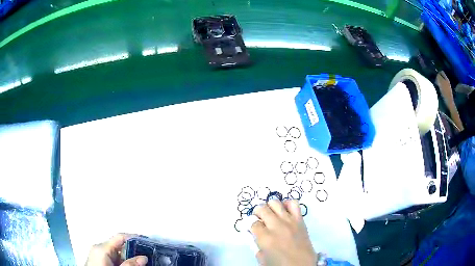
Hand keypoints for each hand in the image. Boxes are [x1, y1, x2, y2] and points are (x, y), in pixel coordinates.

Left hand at [85, 234, 147, 265]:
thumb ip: (130, 265)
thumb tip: (144, 257)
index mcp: (102, 248)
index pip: (119, 237)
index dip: (134, 237)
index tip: (147, 241)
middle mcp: (99, 248)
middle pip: (119, 245)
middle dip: (133, 250)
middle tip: (147, 255)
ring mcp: (98, 254)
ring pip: (117, 253)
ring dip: (129, 257)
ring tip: (141, 262)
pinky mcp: (99, 260)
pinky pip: (113, 258)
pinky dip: (122, 261)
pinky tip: (130, 265)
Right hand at [250, 200, 316, 265]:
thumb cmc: (280, 265)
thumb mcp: (262, 259)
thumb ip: (256, 245)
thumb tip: (253, 235)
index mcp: (265, 238)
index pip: (253, 223)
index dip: (251, 225)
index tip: (253, 229)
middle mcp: (276, 226)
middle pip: (262, 209)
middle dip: (257, 213)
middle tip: (259, 220)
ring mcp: (289, 221)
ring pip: (275, 202)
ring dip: (269, 207)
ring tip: (270, 214)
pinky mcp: (300, 220)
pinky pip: (293, 203)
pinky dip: (286, 204)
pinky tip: (284, 211)